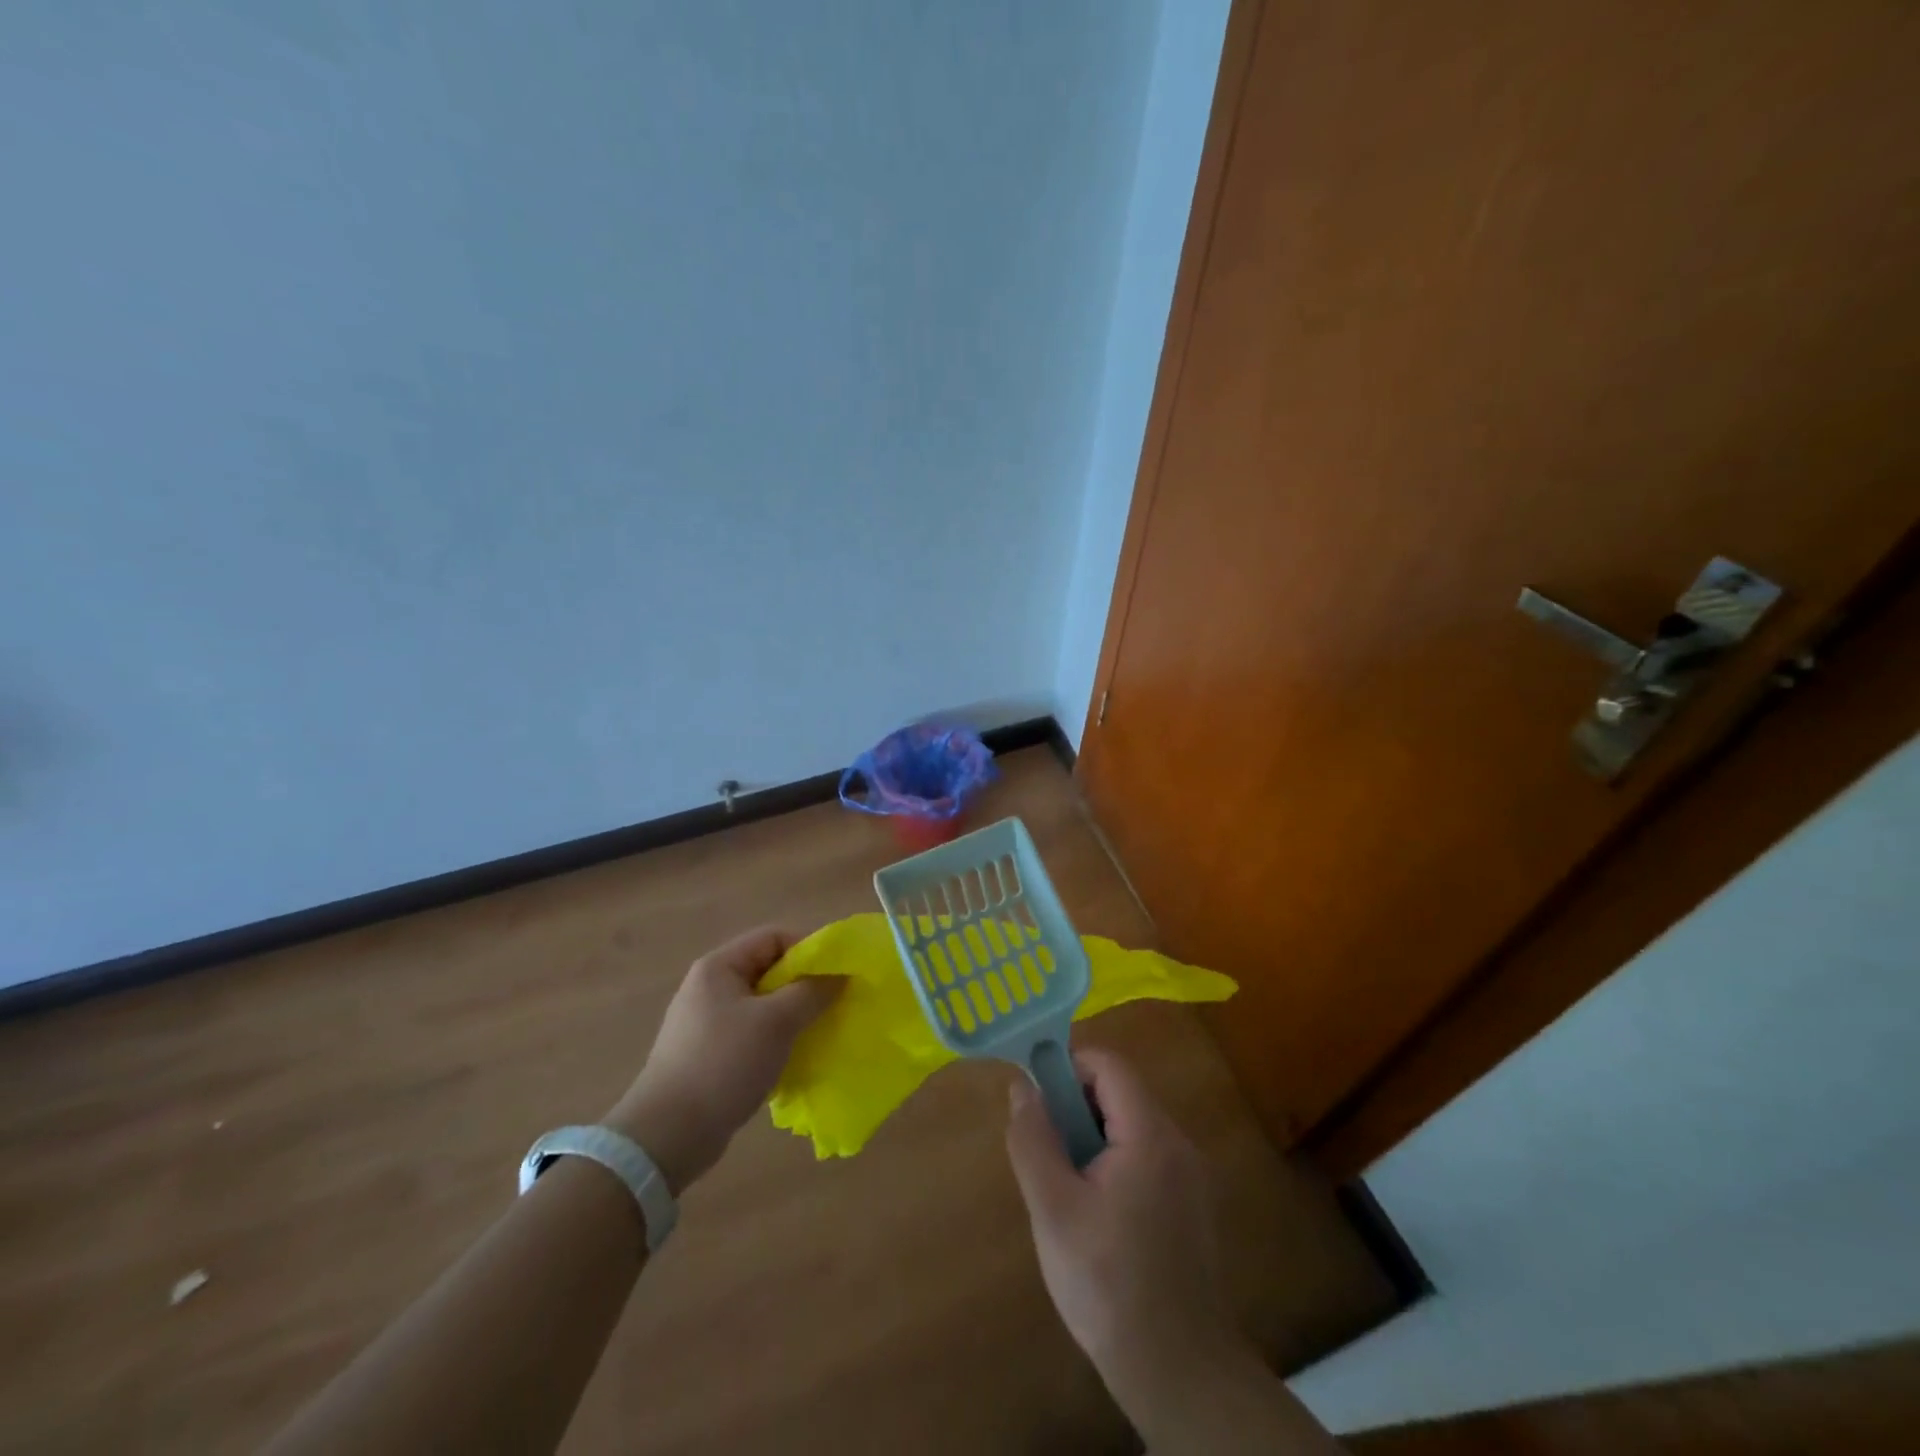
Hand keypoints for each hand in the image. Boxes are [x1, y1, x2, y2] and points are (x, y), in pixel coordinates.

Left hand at [605, 927, 841, 1193]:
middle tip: (834, 1004)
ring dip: (793, 1015)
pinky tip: (794, 1059)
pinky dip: (776, 1041)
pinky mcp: (709, 1055)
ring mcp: (707, 1022)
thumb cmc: (724, 1063)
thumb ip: (811, 992)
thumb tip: (839, 975)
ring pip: (764, 1005)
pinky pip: (753, 1034)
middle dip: (804, 985)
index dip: (808, 949)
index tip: (837, 974)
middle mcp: (710, 987)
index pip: (773, 937)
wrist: (668, 1135)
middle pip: (769, 970)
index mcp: (719, 967)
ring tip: (819, 1032)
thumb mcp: (776, 1022)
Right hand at [1005, 1049, 1237, 1385]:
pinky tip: (1093, 1213)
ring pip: (1130, 1126)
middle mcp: (1178, 1144)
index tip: (1036, 1099)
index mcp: (1150, 1135)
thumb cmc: (1108, 1285)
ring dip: (1091, 1137)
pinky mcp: (1189, 1204)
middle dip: (1075, 1107)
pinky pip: (1144, 1156)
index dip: (1067, 1067)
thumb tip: (1023, 1086)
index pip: (1108, 1065)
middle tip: (1045, 1151)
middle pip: (1120, 1092)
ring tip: (1063, 1188)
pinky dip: (1112, 1162)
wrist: (1178, 1373)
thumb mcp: (1054, 1210)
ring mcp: (1189, 1175)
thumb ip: (1034, 1140)